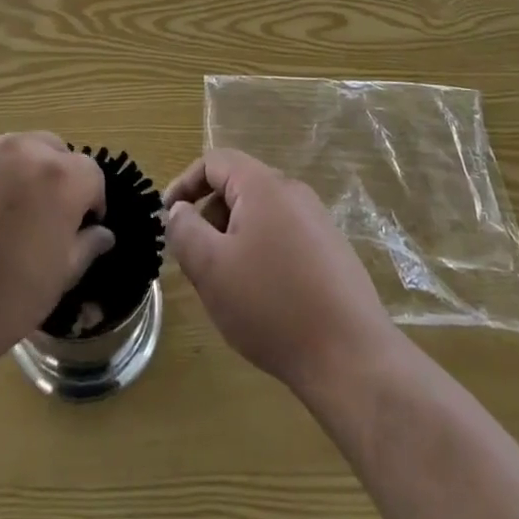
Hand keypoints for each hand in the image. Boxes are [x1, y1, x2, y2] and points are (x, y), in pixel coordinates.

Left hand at [0, 133, 112, 388]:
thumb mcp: (52, 285)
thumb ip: (83, 249)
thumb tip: (100, 233)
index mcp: (58, 177)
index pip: (90, 174)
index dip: (90, 203)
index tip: (79, 231)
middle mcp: (20, 149)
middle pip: (51, 151)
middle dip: (55, 178)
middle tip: (40, 222)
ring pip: (11, 152)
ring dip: (17, 176)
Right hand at [165, 149, 399, 392]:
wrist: (350, 357)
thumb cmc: (271, 305)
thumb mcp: (211, 268)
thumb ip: (185, 230)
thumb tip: (179, 210)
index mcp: (263, 185)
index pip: (214, 161)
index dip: (184, 184)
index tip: (168, 218)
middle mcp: (293, 191)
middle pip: (238, 186)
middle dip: (209, 217)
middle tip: (196, 260)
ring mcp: (317, 220)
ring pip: (260, 214)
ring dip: (233, 238)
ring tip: (226, 284)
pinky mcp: (332, 250)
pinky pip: (284, 236)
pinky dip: (261, 253)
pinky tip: (262, 298)